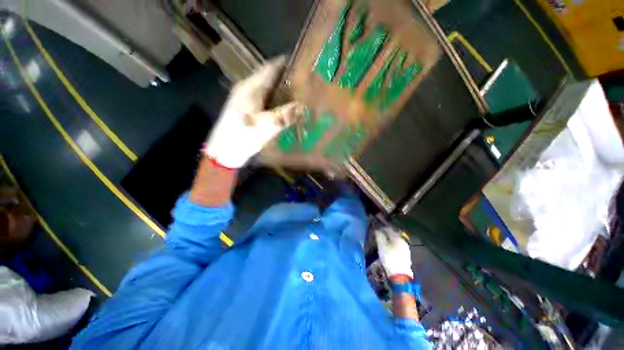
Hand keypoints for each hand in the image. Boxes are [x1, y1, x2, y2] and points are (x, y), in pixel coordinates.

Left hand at [204, 56, 302, 168]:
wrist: (224, 153)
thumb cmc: (242, 137)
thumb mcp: (266, 126)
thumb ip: (285, 115)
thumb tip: (303, 106)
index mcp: (250, 88)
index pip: (270, 68)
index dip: (285, 63)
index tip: (302, 63)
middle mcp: (247, 90)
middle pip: (269, 78)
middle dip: (286, 78)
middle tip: (305, 81)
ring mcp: (246, 101)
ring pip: (268, 90)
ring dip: (282, 90)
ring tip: (299, 93)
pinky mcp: (248, 111)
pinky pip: (265, 101)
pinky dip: (276, 102)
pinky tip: (286, 108)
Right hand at [374, 226, 412, 279]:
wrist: (400, 275)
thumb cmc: (389, 258)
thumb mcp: (382, 246)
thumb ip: (379, 236)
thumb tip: (377, 230)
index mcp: (397, 237)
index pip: (388, 229)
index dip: (381, 228)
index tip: (375, 230)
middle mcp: (402, 241)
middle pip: (392, 234)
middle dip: (385, 234)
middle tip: (378, 236)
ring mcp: (405, 248)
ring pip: (395, 240)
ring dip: (389, 240)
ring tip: (382, 242)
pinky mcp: (405, 255)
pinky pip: (397, 246)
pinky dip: (392, 245)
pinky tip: (389, 248)